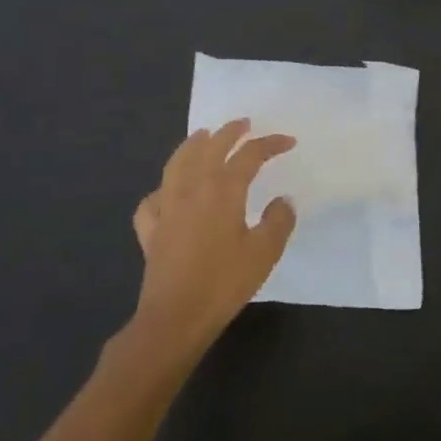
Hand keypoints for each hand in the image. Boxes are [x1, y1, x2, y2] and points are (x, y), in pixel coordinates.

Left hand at [130, 119, 296, 352]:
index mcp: (223, 190)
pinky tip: (168, 193)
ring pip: (177, 164)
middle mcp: (192, 189)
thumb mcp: (265, 252)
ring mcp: (167, 207)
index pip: (249, 155)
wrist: (176, 317)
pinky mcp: (151, 229)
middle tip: (243, 123)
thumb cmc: (224, 282)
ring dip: (192, 145)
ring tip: (202, 136)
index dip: (270, 144)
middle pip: (210, 148)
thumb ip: (278, 221)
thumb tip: (282, 201)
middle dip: (229, 132)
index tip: (288, 141)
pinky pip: (154, 199)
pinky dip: (163, 188)